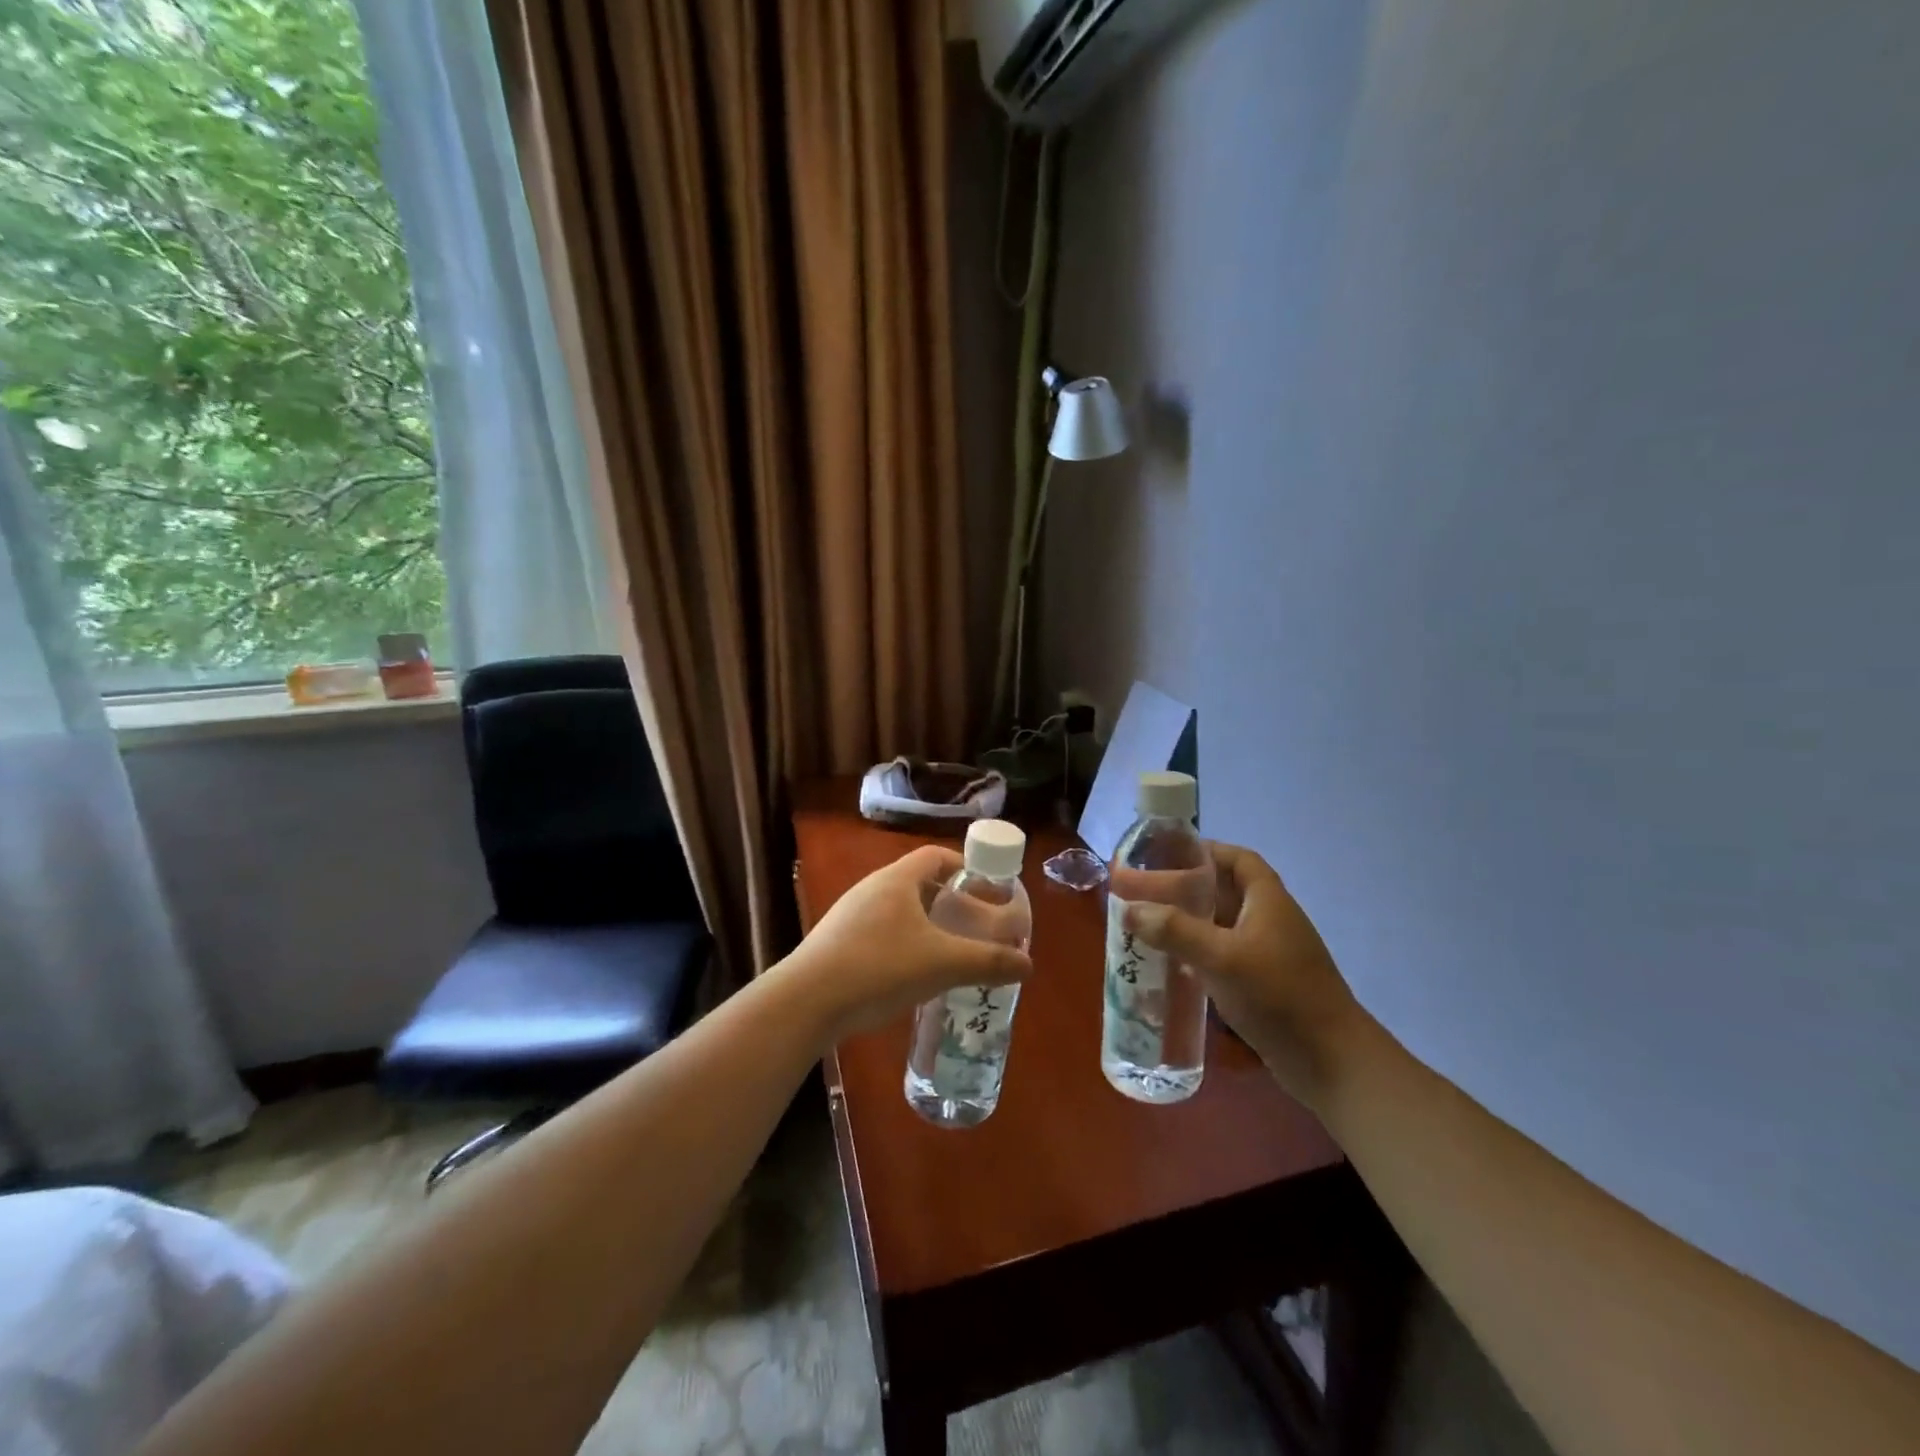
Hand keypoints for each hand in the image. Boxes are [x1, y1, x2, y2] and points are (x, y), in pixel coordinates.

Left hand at [780, 845, 1032, 1040]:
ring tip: (947, 952)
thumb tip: (1028, 964)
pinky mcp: (836, 943)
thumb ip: (988, 962)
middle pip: (918, 882)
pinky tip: (911, 975)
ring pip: (897, 910)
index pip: (935, 856)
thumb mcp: (942, 964)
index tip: (986, 889)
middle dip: (949, 901)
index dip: (964, 866)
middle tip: (973, 925)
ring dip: (925, 925)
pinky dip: (902, 944)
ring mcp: (849, 915)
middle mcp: (871, 888)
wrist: (807, 1001)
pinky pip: (879, 932)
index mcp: (896, 880)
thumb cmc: (880, 967)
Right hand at [1124, 843, 1365, 1106]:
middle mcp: (1270, 921)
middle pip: (1226, 892)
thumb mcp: (1222, 958)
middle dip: (1188, 890)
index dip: (1206, 851)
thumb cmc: (1279, 995)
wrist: (1331, 1062)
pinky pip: (1225, 958)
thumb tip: (1130, 909)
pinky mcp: (1264, 985)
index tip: (1168, 854)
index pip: (1239, 860)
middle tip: (1147, 893)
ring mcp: (1269, 955)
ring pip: (1223, 927)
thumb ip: (1175, 931)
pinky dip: (1199, 956)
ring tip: (1150, 927)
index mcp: (1268, 901)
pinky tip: (1173, 967)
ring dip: (1190, 925)